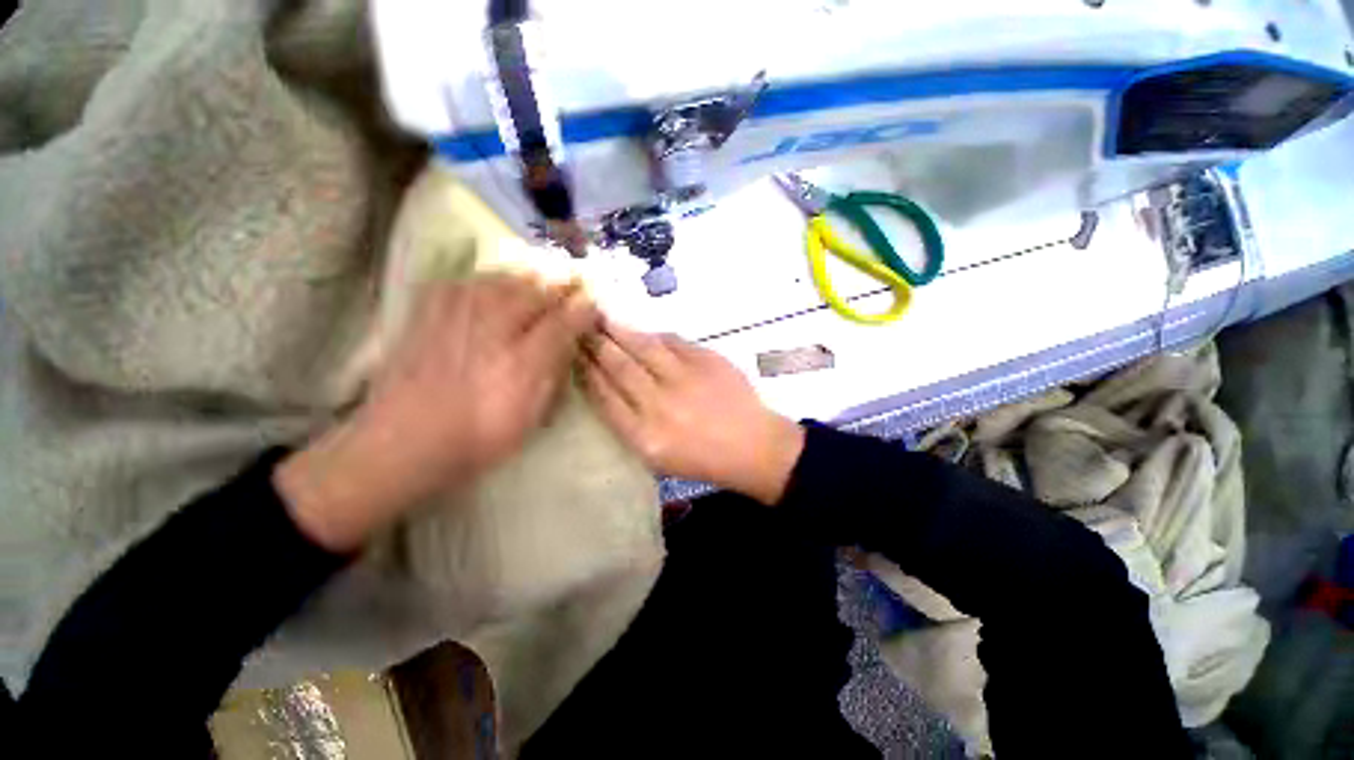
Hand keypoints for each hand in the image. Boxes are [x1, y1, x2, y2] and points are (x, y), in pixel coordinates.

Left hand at [277, 274, 598, 550]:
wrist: (404, 442)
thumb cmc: (480, 437)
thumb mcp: (532, 416)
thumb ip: (554, 374)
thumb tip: (571, 342)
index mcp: (524, 361)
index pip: (565, 321)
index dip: (583, 309)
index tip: (593, 305)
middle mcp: (494, 330)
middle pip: (536, 291)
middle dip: (560, 285)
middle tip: (572, 284)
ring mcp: (457, 316)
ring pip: (502, 278)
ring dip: (528, 277)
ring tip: (538, 280)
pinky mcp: (428, 312)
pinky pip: (464, 281)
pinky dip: (486, 279)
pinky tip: (492, 287)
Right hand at [580, 320, 804, 504]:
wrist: (751, 446)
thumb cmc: (701, 458)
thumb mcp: (657, 456)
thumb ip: (628, 422)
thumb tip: (607, 384)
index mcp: (643, 436)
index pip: (604, 396)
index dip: (586, 371)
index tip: (573, 355)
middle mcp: (659, 405)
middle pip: (618, 367)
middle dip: (596, 344)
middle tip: (581, 327)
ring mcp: (684, 379)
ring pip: (642, 347)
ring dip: (618, 330)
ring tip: (602, 317)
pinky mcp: (706, 361)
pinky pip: (672, 341)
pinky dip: (653, 334)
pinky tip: (642, 329)